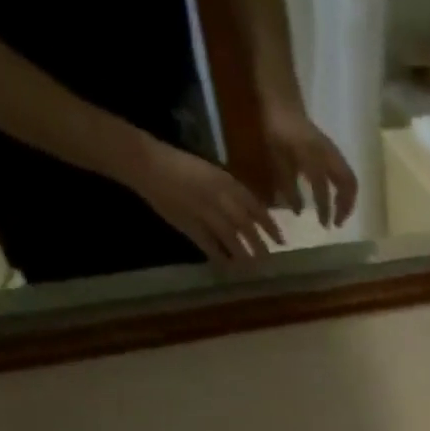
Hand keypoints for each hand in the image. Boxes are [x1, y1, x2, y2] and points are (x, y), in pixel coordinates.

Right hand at [127, 140, 282, 262]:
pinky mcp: (189, 225)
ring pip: (231, 239)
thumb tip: (251, 214)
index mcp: (225, 181)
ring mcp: (203, 212)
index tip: (281, 240)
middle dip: (259, 245)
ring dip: (244, 255)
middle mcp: (218, 197)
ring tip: (252, 268)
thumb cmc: (180, 166)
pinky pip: (210, 246)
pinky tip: (228, 267)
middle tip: (270, 261)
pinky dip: (220, 258)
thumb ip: (230, 192)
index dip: (270, 225)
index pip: (255, 206)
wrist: (147, 163)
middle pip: (246, 226)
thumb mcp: (211, 173)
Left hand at [262, 103, 357, 226]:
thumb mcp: (278, 161)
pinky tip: (338, 197)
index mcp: (313, 158)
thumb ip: (289, 187)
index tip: (324, 225)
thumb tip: (298, 212)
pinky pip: (346, 174)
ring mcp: (333, 153)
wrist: (283, 103)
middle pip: (347, 185)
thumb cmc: (277, 132)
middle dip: (345, 206)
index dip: (324, 210)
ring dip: (348, 199)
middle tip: (338, 222)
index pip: (323, 190)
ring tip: (341, 212)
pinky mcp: (334, 152)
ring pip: (350, 180)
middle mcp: (328, 156)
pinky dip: (345, 189)